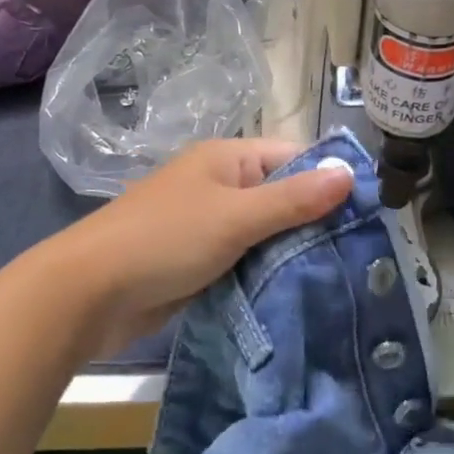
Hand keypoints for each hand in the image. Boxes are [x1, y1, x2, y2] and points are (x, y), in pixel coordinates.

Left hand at [49, 139, 353, 353]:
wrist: (86, 294)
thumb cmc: (165, 240)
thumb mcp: (236, 217)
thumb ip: (294, 199)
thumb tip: (350, 173)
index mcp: (228, 159)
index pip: (294, 158)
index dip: (329, 180)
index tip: (366, 213)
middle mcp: (221, 184)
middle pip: (282, 196)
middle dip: (314, 221)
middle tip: (360, 254)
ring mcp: (208, 224)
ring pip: (265, 232)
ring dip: (291, 251)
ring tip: (340, 277)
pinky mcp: (199, 261)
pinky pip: (245, 259)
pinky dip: (266, 272)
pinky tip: (297, 293)